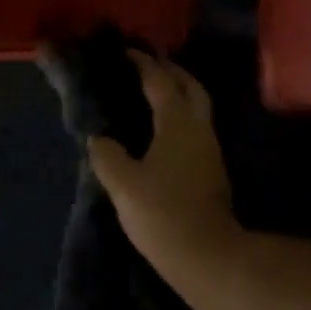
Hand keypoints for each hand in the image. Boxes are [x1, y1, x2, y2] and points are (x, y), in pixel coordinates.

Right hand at [87, 52, 236, 265]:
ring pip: (196, 106)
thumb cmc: (165, 214)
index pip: (160, 80)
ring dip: (178, 92)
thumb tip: (98, 138)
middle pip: (189, 86)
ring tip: (152, 93)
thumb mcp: (124, 185)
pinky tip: (161, 128)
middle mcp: (198, 127)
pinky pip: (195, 126)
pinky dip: (179, 115)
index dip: (143, 63)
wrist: (210, 258)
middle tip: (146, 65)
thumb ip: (107, 155)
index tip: (126, 52)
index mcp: (177, 122)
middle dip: (169, 71)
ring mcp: (209, 148)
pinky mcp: (212, 168)